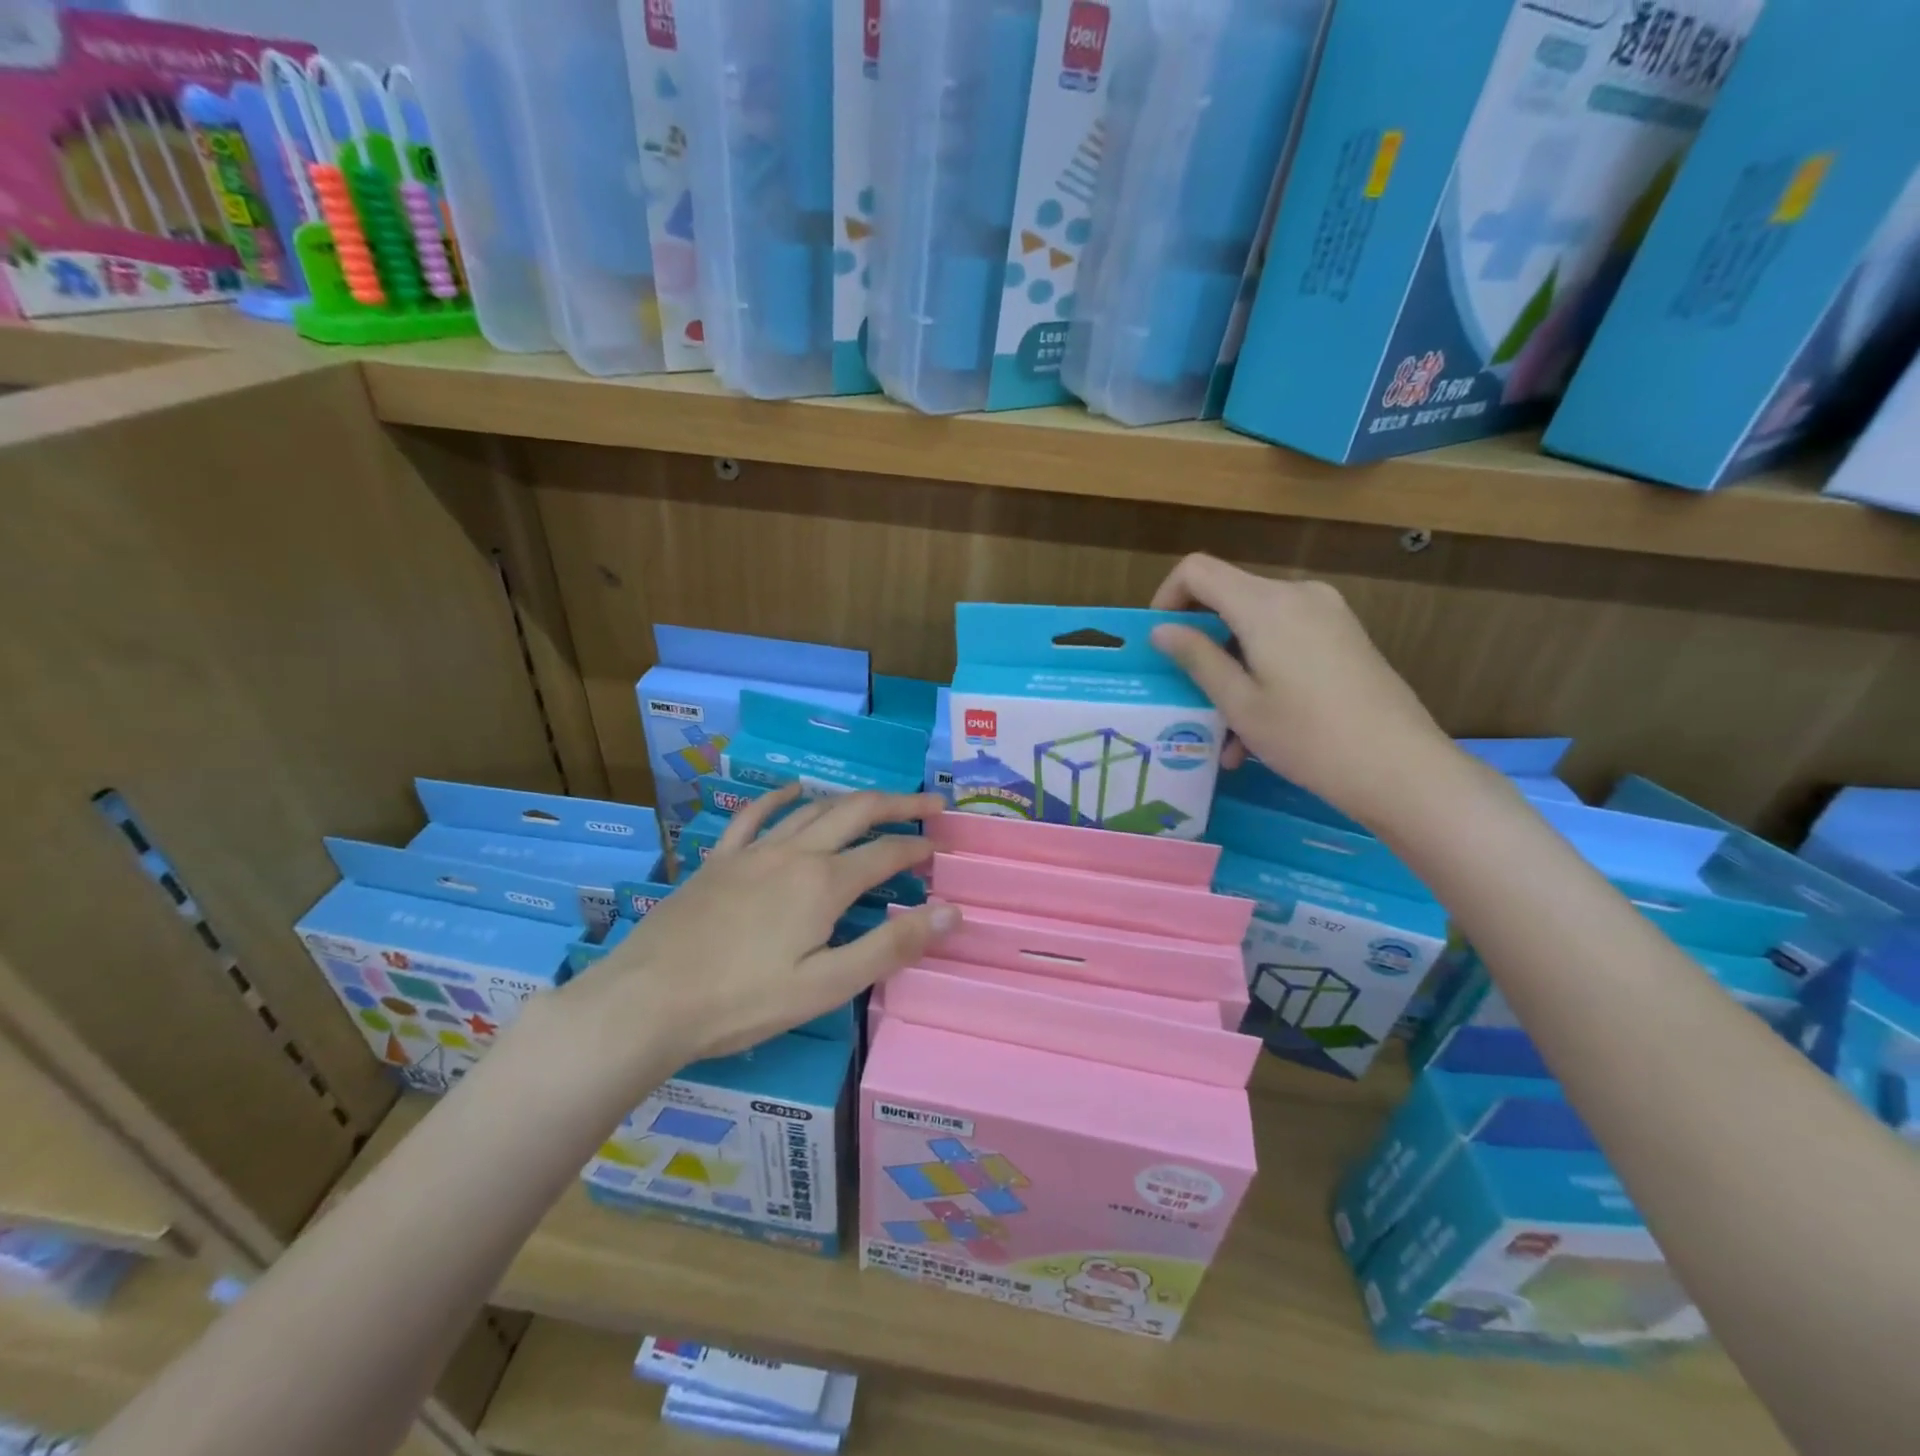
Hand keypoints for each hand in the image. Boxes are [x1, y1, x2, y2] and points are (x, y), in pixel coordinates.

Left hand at [566, 785, 957, 1065]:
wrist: (647, 1001)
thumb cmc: (741, 1002)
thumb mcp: (826, 986)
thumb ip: (891, 946)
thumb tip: (952, 912)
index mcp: (824, 884)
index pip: (886, 854)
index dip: (917, 848)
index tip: (940, 849)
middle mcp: (794, 853)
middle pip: (856, 813)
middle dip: (898, 804)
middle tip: (930, 803)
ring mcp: (753, 852)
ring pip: (813, 809)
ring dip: (852, 800)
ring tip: (877, 800)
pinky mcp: (720, 860)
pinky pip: (754, 815)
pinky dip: (779, 797)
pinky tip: (793, 788)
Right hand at [1150, 554, 1454, 827]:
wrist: (1402, 769)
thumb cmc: (1308, 737)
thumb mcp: (1239, 703)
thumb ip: (1197, 658)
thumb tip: (1162, 630)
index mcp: (1265, 604)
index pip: (1197, 570)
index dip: (1167, 598)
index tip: (1160, 642)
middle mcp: (1298, 594)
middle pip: (1228, 598)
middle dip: (1202, 644)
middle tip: (1189, 697)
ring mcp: (1328, 613)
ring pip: (1257, 627)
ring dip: (1233, 671)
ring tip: (1227, 736)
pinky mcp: (1345, 636)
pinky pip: (1287, 641)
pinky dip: (1263, 673)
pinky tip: (1261, 728)